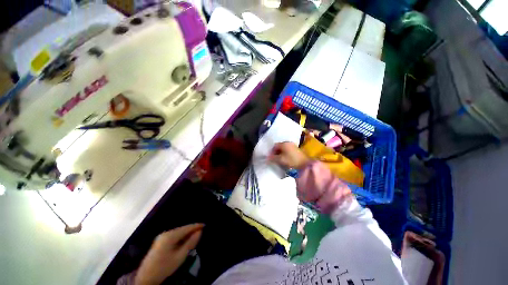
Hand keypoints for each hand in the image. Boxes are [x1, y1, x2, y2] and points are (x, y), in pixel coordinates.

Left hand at [134, 224, 203, 284]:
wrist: (145, 278)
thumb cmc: (164, 267)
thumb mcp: (180, 257)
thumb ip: (190, 243)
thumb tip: (199, 232)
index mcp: (170, 236)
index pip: (187, 227)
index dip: (196, 226)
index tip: (205, 225)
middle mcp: (166, 233)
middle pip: (182, 229)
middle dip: (192, 229)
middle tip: (202, 231)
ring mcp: (162, 237)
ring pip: (178, 232)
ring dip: (187, 233)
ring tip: (195, 235)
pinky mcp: (160, 241)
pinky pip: (174, 236)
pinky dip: (181, 237)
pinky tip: (185, 241)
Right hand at [268, 142, 309, 169]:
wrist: (305, 164)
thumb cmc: (291, 160)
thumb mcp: (281, 160)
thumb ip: (273, 158)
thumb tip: (267, 158)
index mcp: (284, 144)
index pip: (275, 146)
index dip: (271, 151)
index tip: (270, 157)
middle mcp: (288, 143)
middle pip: (279, 146)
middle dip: (276, 152)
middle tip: (274, 158)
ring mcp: (293, 145)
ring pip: (284, 148)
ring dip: (280, 153)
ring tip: (279, 159)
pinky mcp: (296, 149)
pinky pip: (288, 150)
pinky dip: (285, 153)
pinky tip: (285, 159)